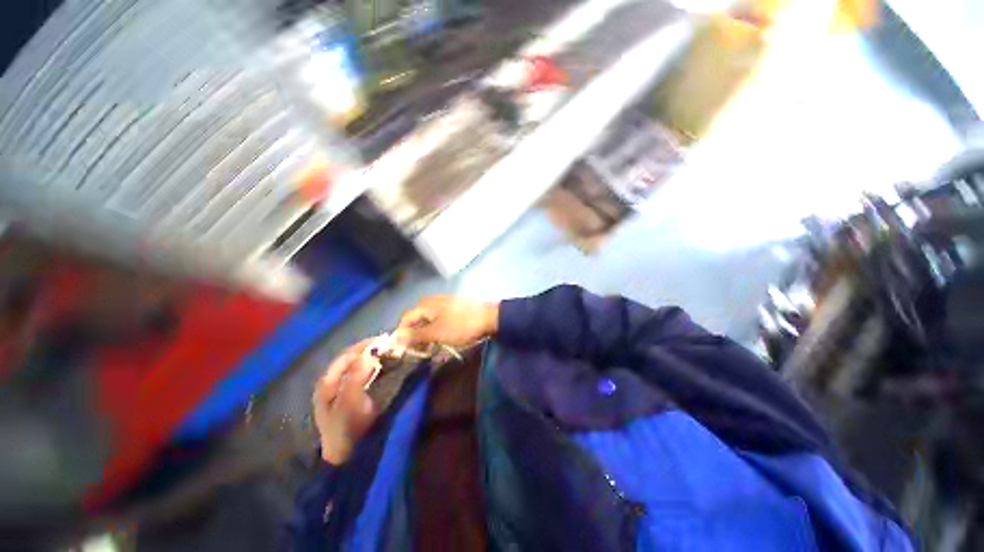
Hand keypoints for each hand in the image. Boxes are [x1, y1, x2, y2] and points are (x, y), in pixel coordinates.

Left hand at [312, 340, 380, 464]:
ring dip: (376, 358)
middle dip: (372, 350)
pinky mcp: (356, 395)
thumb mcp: (348, 403)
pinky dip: (378, 367)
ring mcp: (345, 388)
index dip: (364, 346)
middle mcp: (335, 381)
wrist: (348, 456)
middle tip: (391, 345)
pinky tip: (388, 366)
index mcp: (328, 382)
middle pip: (354, 358)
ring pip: (361, 365)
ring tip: (392, 352)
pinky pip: (367, 375)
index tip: (385, 341)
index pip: (347, 355)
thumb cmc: (345, 428)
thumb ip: (355, 377)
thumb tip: (368, 354)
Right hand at [397, 295, 498, 347]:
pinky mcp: (453, 311)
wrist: (489, 318)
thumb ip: (415, 335)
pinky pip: (440, 323)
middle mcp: (432, 302)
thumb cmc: (460, 325)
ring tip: (434, 351)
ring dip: (428, 338)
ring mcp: (444, 306)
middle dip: (417, 338)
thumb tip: (397, 337)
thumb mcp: (436, 333)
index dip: (403, 336)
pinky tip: (444, 343)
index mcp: (425, 305)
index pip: (406, 320)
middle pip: (417, 321)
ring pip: (429, 323)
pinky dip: (439, 333)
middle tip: (422, 353)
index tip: (405, 352)